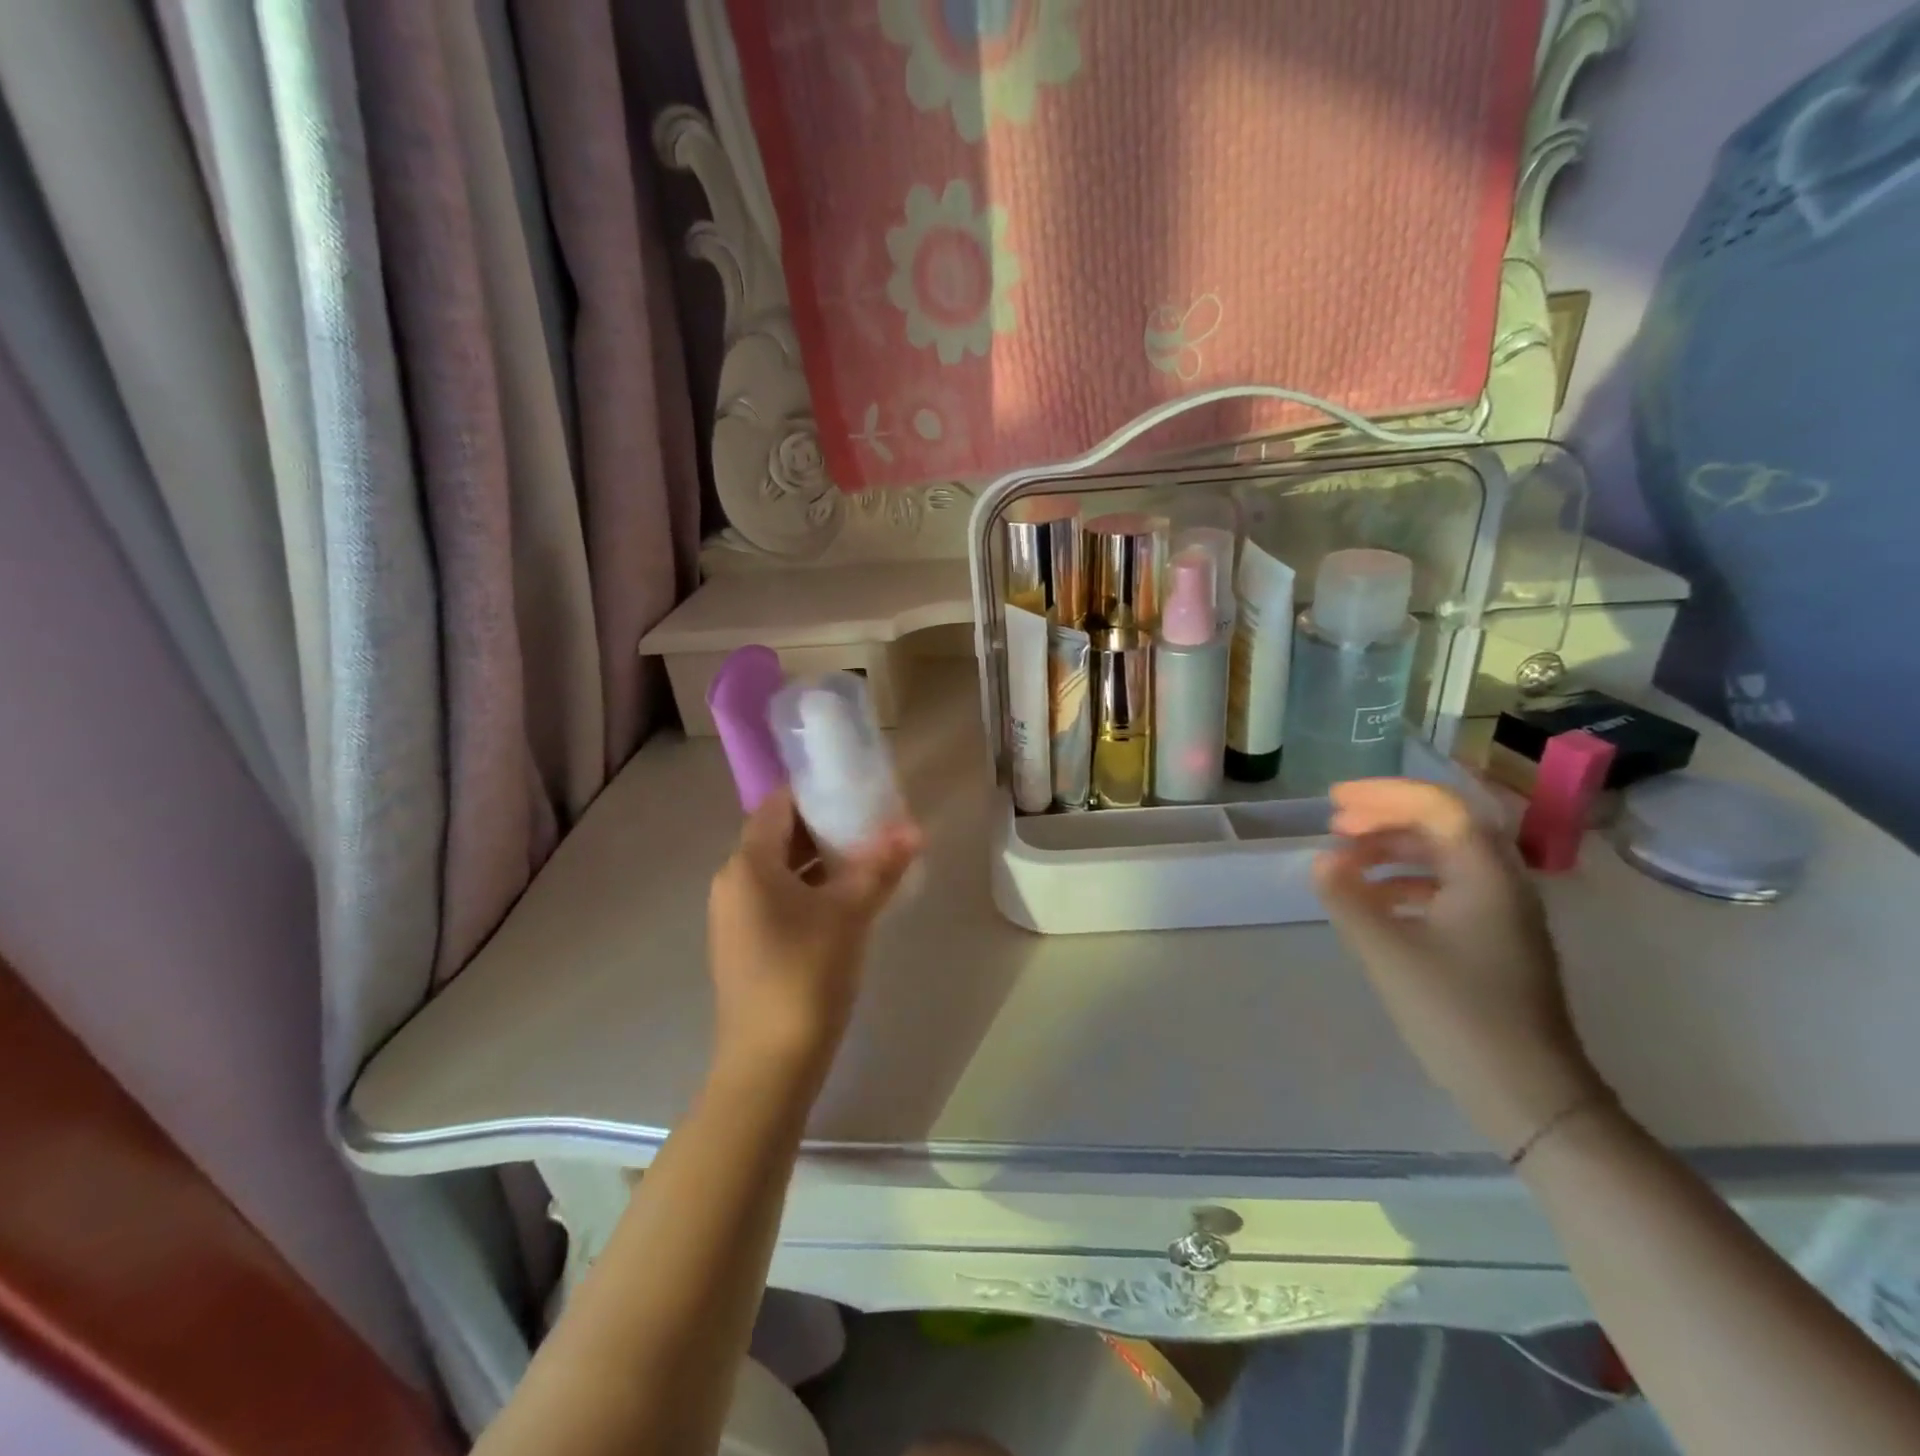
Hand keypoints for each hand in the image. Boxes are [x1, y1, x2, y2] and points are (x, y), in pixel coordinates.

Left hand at [707, 789, 922, 1081]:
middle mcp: (732, 883)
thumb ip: (880, 866)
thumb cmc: (805, 975)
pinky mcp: (746, 945)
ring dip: (821, 861)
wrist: (769, 1065)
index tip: (856, 789)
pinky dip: (810, 890)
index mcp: (747, 865)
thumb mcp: (850, 914)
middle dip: (826, 827)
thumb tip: (914, 829)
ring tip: (869, 857)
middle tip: (873, 823)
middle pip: (779, 836)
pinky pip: (778, 899)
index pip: (778, 805)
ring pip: (781, 871)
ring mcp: (736, 917)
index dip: (816, 792)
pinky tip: (848, 900)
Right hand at [1313, 778, 1606, 1154]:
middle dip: (1384, 819)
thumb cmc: (1458, 1014)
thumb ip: (1348, 898)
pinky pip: (1445, 891)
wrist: (1528, 1095)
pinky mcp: (1494, 943)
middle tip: (1334, 827)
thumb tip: (1320, 862)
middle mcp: (1501, 884)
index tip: (1334, 802)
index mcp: (1485, 876)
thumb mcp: (1388, 952)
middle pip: (1442, 827)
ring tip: (1344, 863)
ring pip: (1442, 860)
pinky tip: (1372, 904)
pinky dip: (1403, 884)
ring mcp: (1502, 915)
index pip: (1437, 806)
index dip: (1382, 795)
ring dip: (1392, 851)